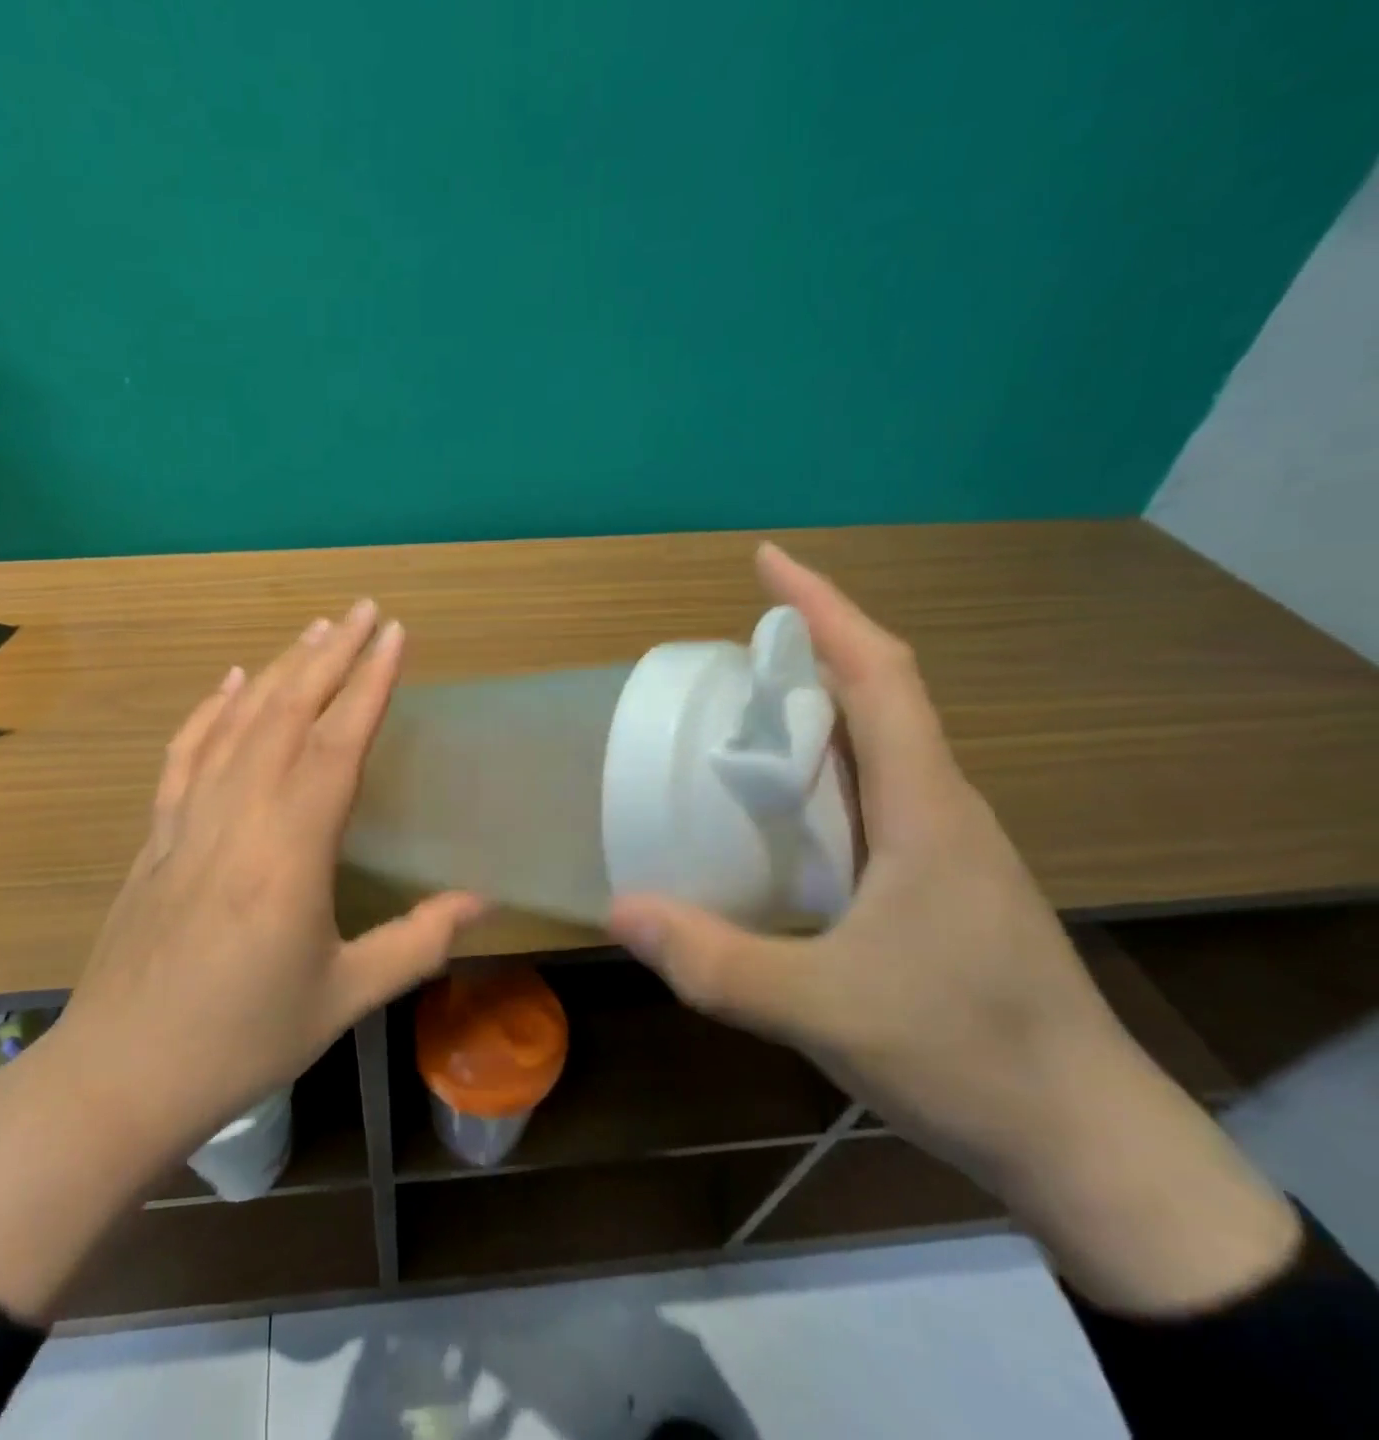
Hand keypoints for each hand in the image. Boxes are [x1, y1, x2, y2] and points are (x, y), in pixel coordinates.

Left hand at [57, 597, 483, 1148]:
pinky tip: (231, 683)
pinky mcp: (156, 835)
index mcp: (290, 852)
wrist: (121, 1075)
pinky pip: (186, 755)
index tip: (394, 634)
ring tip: (315, 631)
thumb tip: (482, 900)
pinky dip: (210, 710)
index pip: (336, 744)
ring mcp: (188, 820)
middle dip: (330, 655)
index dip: (369, 684)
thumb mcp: (343, 997)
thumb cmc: (241, 1040)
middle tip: (363, 610)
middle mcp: (238, 817)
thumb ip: (418, 941)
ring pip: (238, 723)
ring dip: (279, 670)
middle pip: (287, 714)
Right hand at [609, 544, 1298, 1315]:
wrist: (1083, 1140)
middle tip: (723, 657)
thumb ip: (716, 962)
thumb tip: (619, 910)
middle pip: (877, 696)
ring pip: (874, 748)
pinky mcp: (934, 882)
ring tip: (737, 719)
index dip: (823, 608)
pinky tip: (774, 810)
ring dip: (812, 713)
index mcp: (925, 806)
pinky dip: (818, 775)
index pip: (879, 674)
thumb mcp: (825, 1008)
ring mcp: (941, 846)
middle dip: (805, 652)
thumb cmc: (967, 1054)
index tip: (766, 562)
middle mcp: (939, 807)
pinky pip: (869, 798)